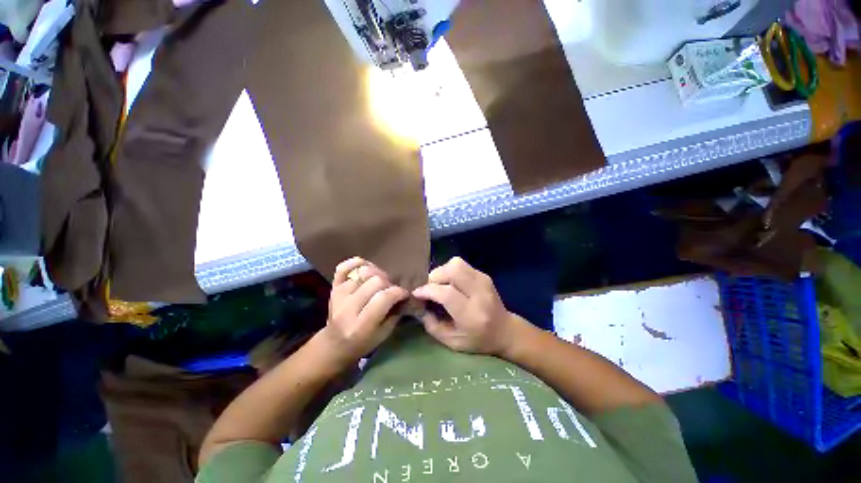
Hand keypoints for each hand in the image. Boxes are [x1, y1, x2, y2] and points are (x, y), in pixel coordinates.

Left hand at [320, 257, 407, 364]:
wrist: (334, 343)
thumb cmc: (363, 342)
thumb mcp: (383, 334)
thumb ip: (395, 313)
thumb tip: (404, 294)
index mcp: (361, 325)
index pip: (383, 298)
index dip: (398, 292)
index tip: (404, 294)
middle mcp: (348, 307)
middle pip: (375, 281)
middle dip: (389, 284)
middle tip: (391, 290)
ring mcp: (339, 295)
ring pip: (363, 272)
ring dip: (377, 274)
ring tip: (380, 282)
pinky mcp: (334, 287)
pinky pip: (344, 266)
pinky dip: (357, 263)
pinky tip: (366, 268)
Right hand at [412, 257, 525, 355]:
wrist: (505, 330)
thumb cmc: (478, 340)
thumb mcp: (452, 342)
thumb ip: (432, 325)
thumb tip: (419, 304)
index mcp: (472, 315)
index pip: (446, 293)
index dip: (428, 290)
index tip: (416, 293)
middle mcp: (480, 293)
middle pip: (453, 271)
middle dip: (434, 276)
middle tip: (429, 287)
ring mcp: (484, 281)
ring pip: (456, 264)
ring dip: (442, 271)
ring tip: (439, 284)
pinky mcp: (484, 275)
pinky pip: (461, 265)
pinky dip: (450, 271)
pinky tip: (450, 283)